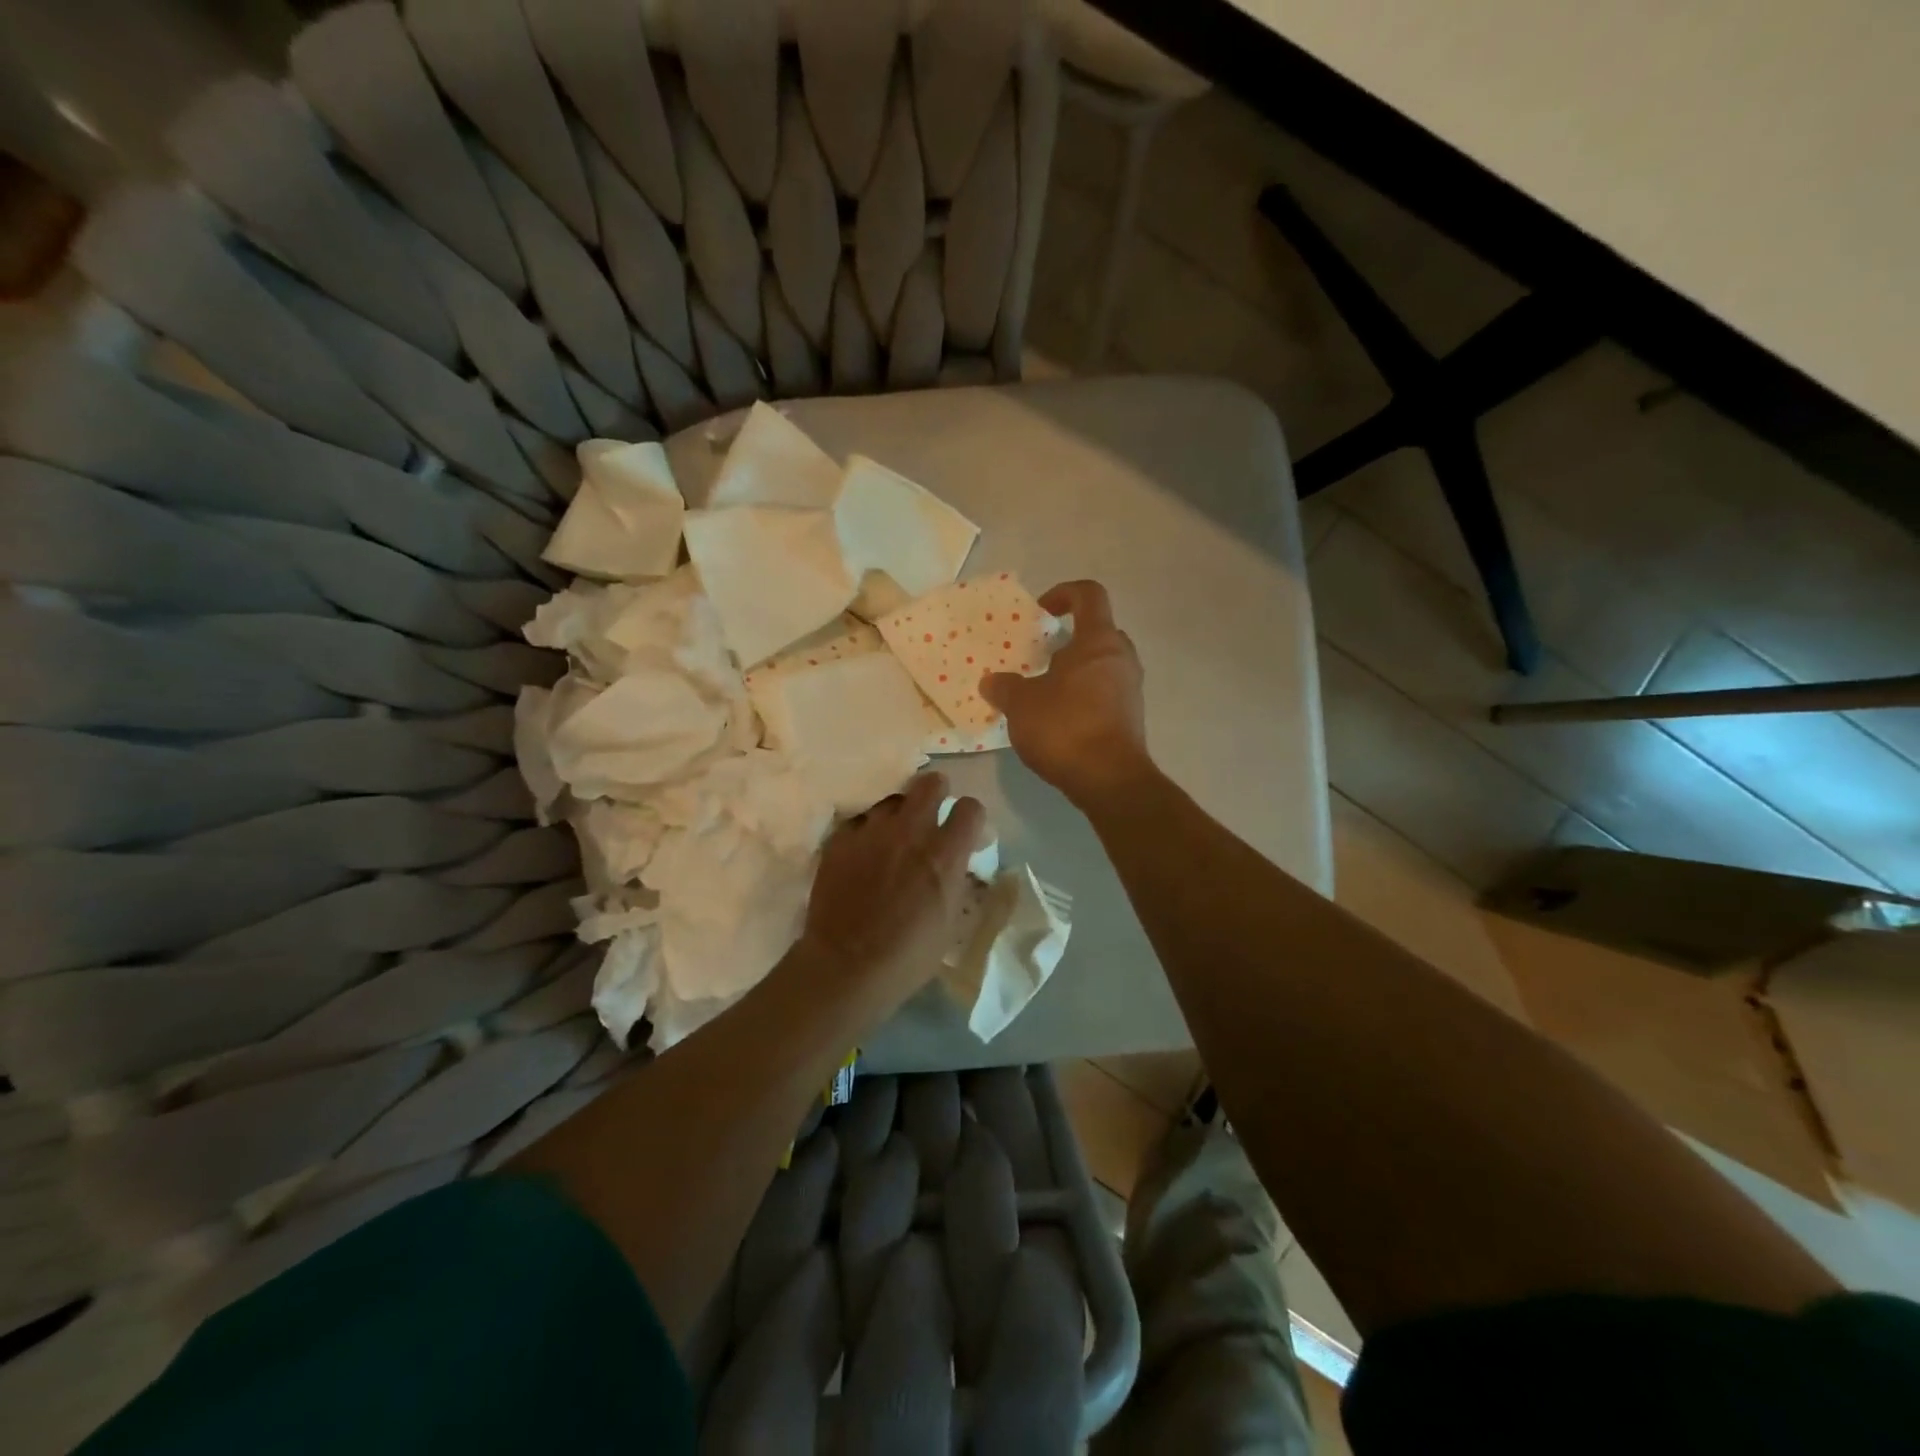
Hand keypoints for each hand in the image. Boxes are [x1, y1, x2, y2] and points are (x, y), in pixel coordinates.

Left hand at [795, 772, 986, 1020]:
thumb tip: (957, 860)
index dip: (969, 815)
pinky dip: (866, 832)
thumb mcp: (949, 920)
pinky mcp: (840, 839)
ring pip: (892, 800)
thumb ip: (955, 878)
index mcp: (945, 854)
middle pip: (930, 782)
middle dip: (935, 791)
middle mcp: (911, 831)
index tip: (964, 827)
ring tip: (892, 836)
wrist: (846, 966)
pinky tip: (862, 853)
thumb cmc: (908, 956)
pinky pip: (860, 821)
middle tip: (930, 812)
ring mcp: (872, 831)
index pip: (970, 807)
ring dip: (898, 814)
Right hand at [981, 580, 1150, 807]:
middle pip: (1097, 632)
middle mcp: (1122, 658)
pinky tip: (1058, 720)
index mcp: (1099, 641)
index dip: (1063, 594)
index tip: (1041, 613)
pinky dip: (1083, 697)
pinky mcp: (1130, 718)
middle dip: (1067, 641)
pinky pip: (1105, 693)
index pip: (1089, 595)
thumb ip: (1005, 688)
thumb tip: (992, 682)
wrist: (1109, 780)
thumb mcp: (1021, 705)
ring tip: (1043, 693)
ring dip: (1074, 672)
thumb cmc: (1065, 728)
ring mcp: (1131, 689)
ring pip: (1101, 665)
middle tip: (1039, 658)